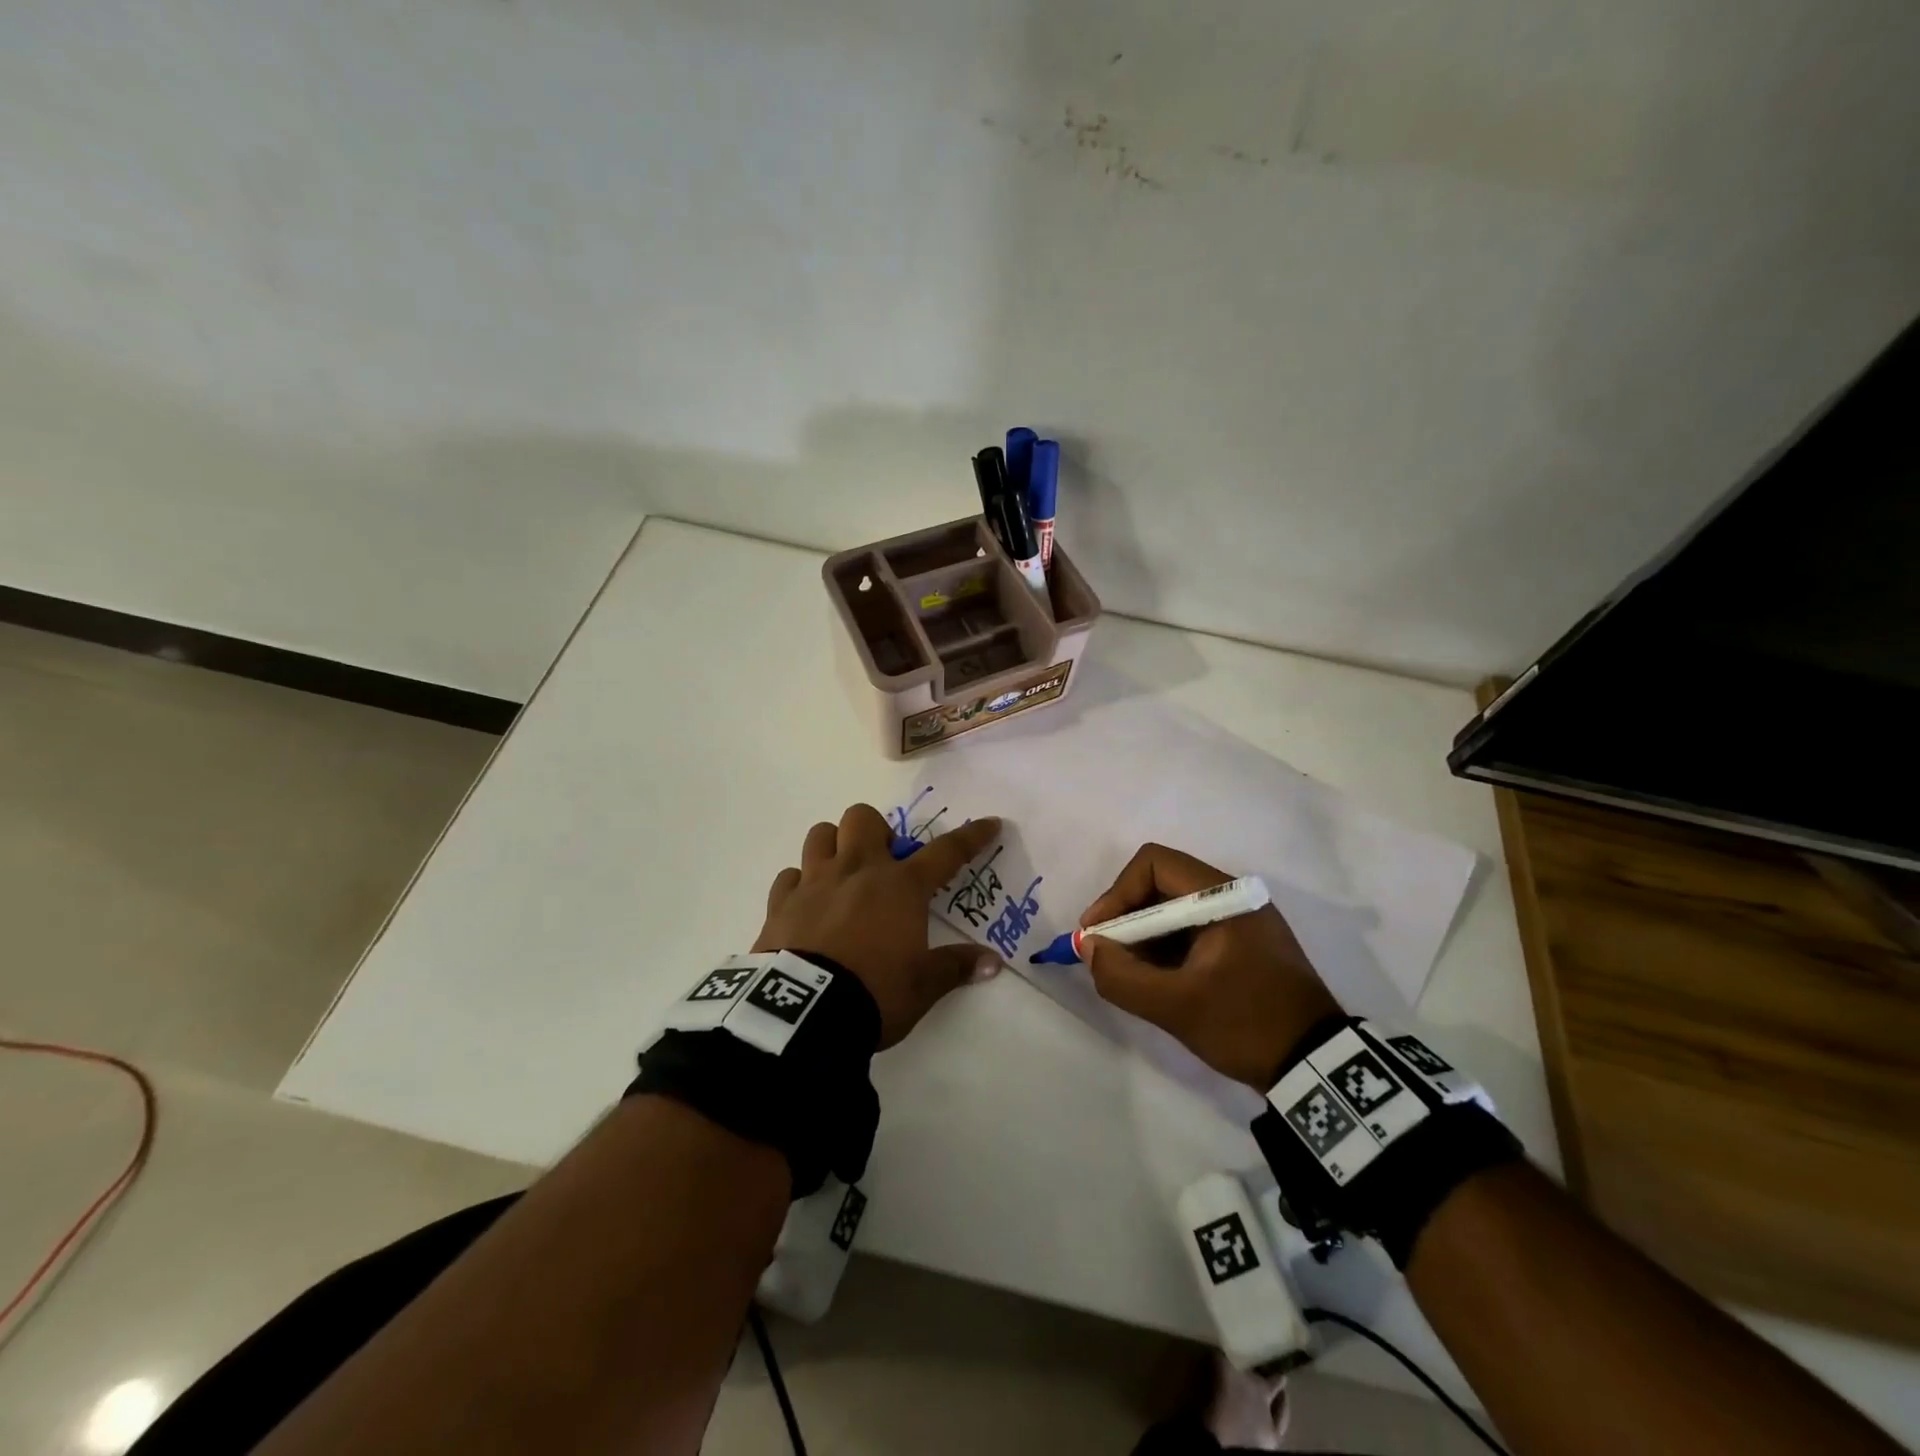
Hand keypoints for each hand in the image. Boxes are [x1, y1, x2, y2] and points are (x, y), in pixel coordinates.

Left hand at [754, 805, 1003, 1047]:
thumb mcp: (924, 985)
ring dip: (834, 846)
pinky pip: (789, 876)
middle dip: (877, 831)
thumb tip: (993, 963)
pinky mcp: (780, 903)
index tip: (990, 824)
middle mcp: (857, 871)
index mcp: (900, 887)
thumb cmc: (875, 992)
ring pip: (820, 834)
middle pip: (863, 818)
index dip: (971, 837)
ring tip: (843, 875)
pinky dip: (799, 884)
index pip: (946, 852)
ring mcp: (814, 883)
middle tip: (885, 863)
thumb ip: (957, 967)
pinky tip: (807, 904)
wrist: (804, 1013)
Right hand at [1080, 844, 1340, 1088]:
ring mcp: (1241, 920)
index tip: (1098, 935)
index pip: (1153, 864)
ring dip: (1144, 937)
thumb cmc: (1247, 1025)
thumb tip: (1089, 948)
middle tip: (1106, 956)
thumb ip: (1123, 976)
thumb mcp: (1176, 1007)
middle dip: (1126, 919)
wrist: (1319, 1067)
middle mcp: (1233, 897)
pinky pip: (1191, 931)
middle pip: (1160, 884)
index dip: (1116, 894)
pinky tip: (1157, 982)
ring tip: (1129, 975)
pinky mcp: (1243, 944)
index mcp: (1223, 897)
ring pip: (1173, 909)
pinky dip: (1165, 949)